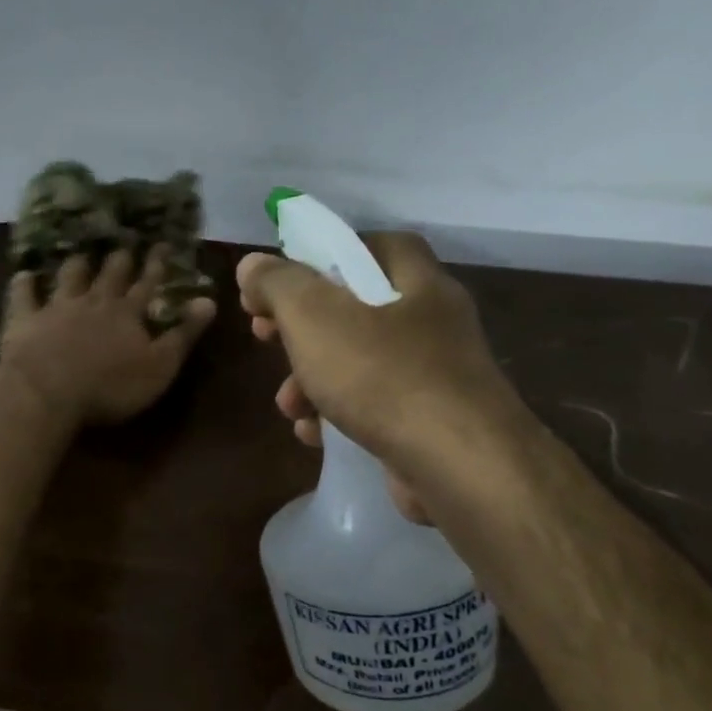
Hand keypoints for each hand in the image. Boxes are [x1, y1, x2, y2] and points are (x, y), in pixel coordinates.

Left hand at [0, 246, 216, 426]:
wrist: (48, 390)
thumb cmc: (110, 386)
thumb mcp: (160, 366)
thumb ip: (184, 334)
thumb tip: (209, 300)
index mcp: (128, 314)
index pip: (147, 284)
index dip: (156, 266)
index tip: (162, 245)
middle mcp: (94, 302)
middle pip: (109, 275)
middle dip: (119, 260)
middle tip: (124, 245)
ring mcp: (57, 307)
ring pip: (69, 277)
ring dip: (76, 265)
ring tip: (80, 254)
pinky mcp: (25, 319)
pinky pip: (24, 295)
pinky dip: (25, 284)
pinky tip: (24, 274)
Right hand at [237, 233, 517, 518]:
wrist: (459, 465)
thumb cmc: (383, 375)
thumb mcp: (314, 316)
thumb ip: (278, 284)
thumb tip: (252, 266)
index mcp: (416, 280)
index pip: (369, 246)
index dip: (320, 256)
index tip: (280, 282)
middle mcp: (432, 321)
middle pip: (354, 308)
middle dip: (301, 328)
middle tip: (265, 338)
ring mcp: (435, 375)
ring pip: (358, 363)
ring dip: (311, 380)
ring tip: (289, 405)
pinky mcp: (430, 422)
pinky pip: (373, 406)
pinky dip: (338, 415)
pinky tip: (314, 435)